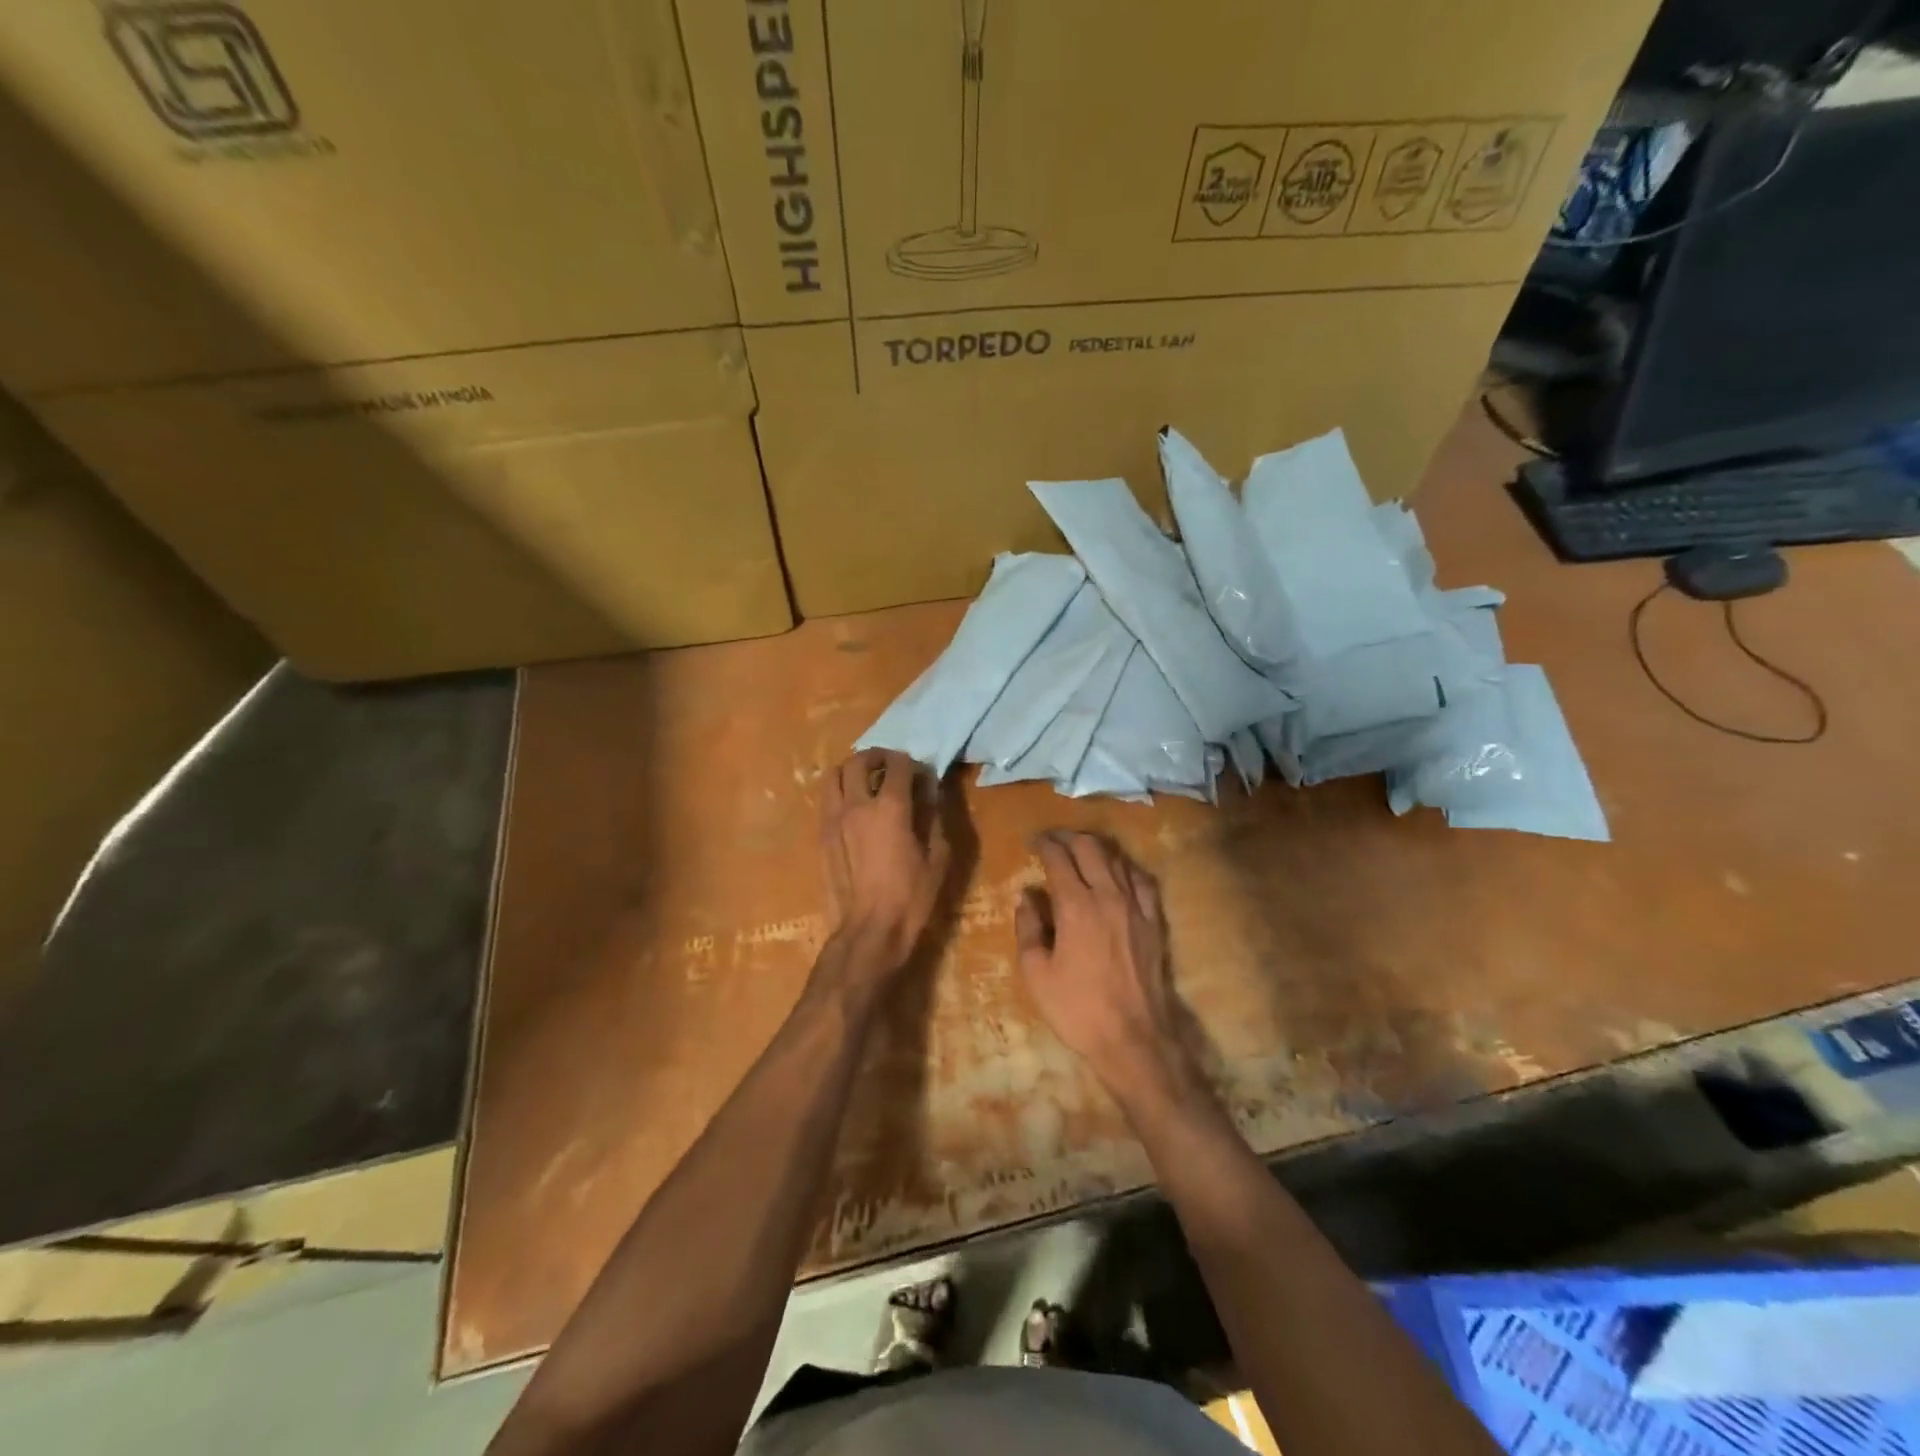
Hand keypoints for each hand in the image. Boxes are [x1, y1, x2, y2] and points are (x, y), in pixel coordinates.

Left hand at [818, 749, 950, 981]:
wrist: (869, 930)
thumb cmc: (910, 897)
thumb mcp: (938, 858)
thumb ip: (935, 819)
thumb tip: (931, 796)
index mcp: (890, 807)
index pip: (898, 764)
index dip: (912, 763)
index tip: (921, 774)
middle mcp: (857, 804)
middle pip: (859, 760)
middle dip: (877, 756)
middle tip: (890, 766)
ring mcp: (833, 819)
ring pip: (833, 775)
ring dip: (851, 770)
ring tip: (865, 781)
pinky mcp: (821, 836)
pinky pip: (826, 800)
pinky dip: (840, 793)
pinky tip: (853, 808)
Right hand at [1016, 832, 1195, 1099]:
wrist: (1134, 1038)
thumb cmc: (1077, 1008)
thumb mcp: (1036, 973)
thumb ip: (1028, 928)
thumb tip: (1026, 896)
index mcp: (1076, 906)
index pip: (1059, 858)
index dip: (1044, 844)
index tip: (1032, 841)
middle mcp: (1109, 895)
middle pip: (1090, 848)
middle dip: (1069, 838)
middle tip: (1053, 840)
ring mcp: (1136, 906)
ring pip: (1117, 859)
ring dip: (1096, 848)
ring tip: (1080, 850)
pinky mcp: (1154, 921)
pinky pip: (1141, 880)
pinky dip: (1124, 867)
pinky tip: (1117, 872)